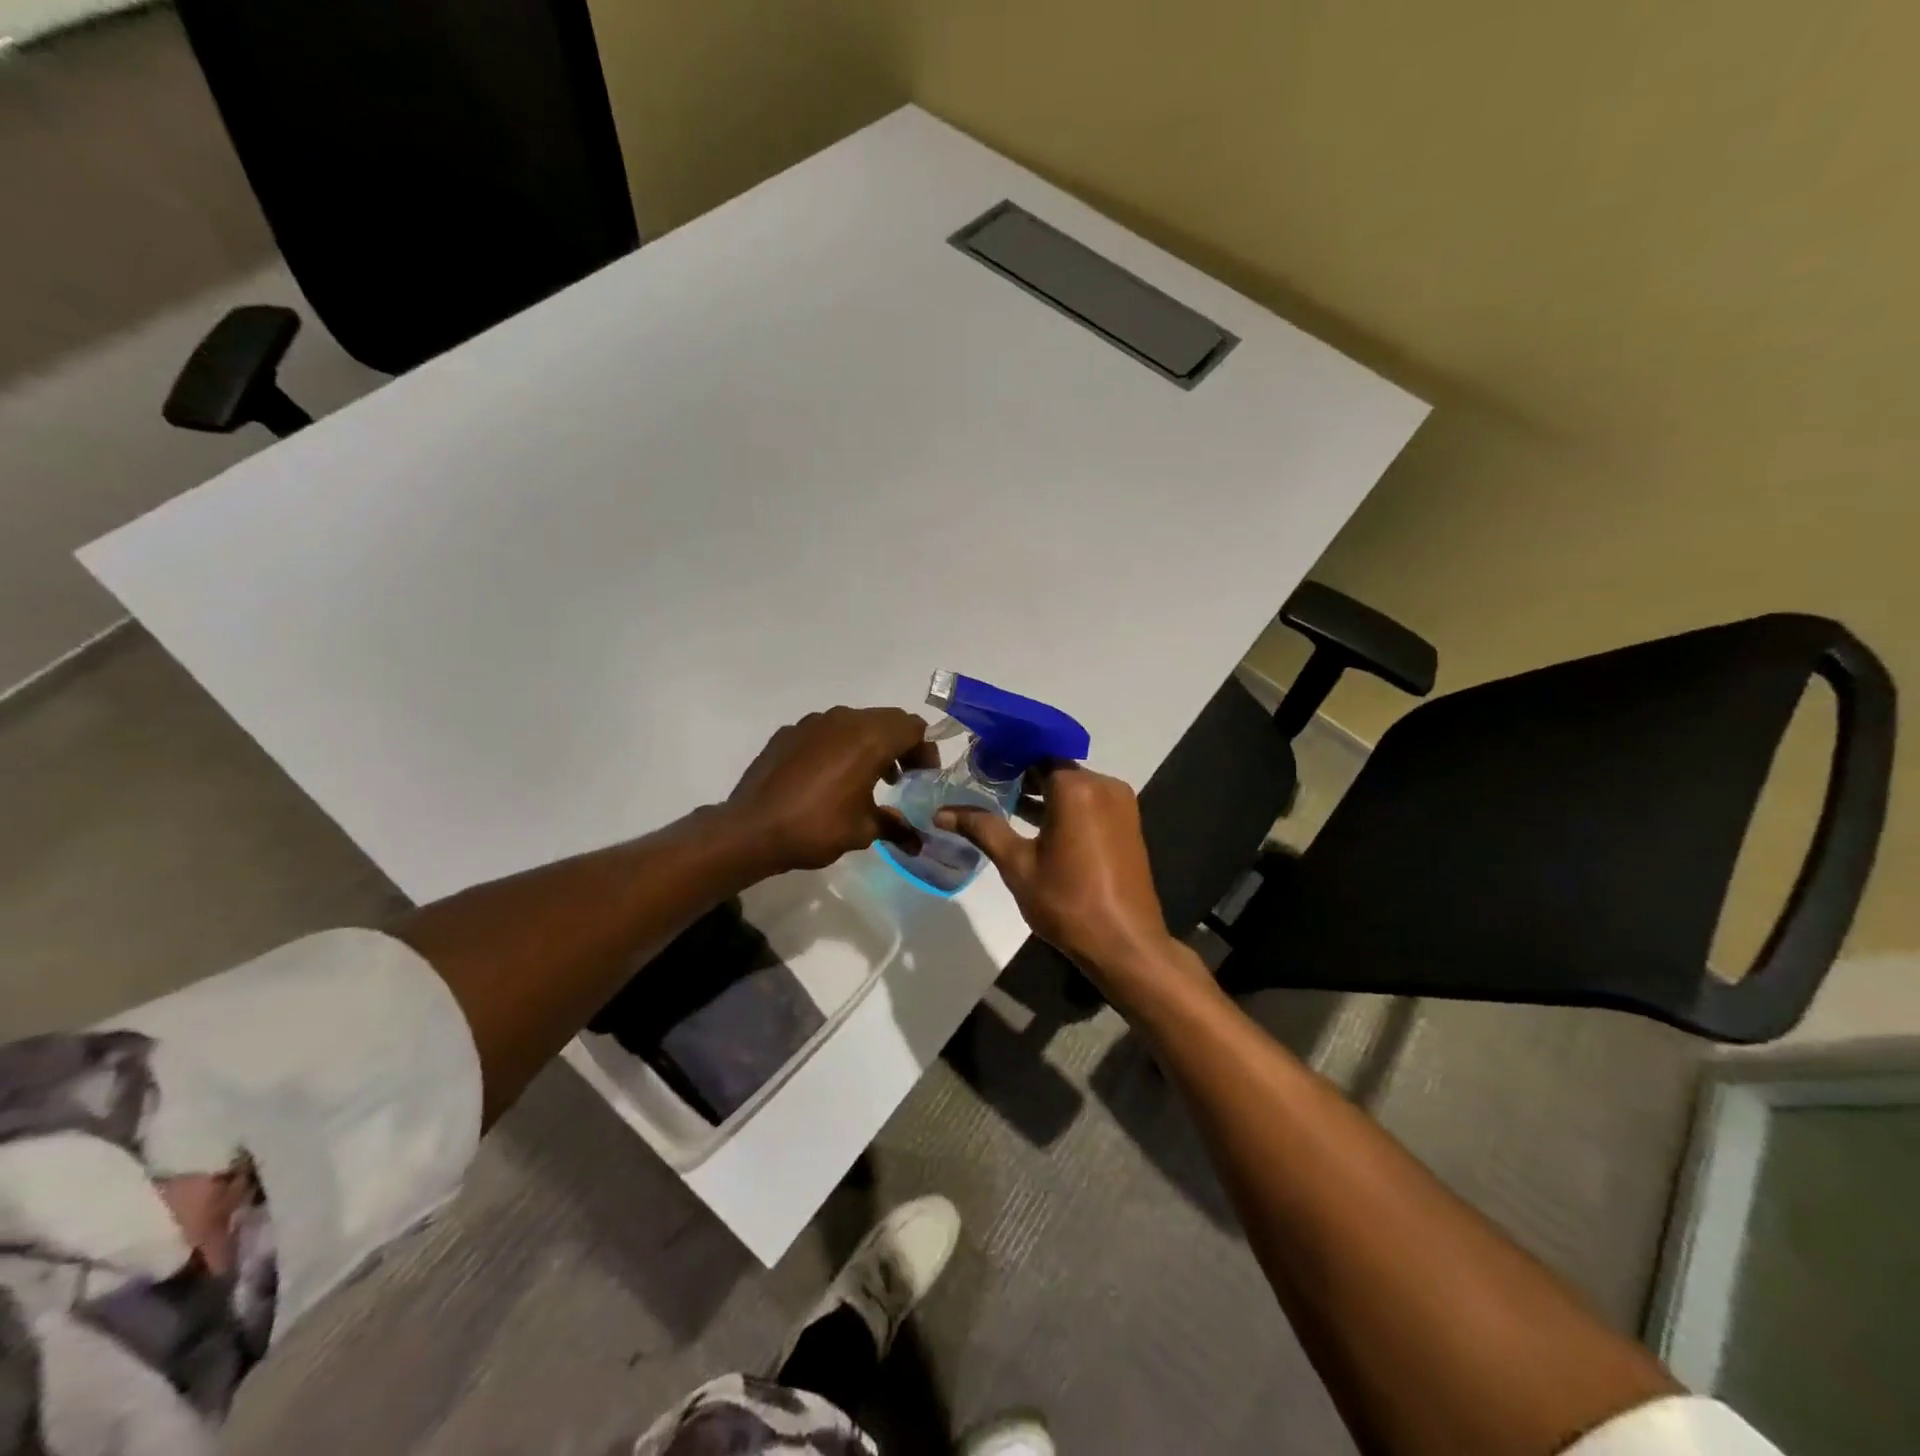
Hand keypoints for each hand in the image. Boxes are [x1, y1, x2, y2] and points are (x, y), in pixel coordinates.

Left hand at [727, 707, 934, 872]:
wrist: (751, 830)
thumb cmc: (816, 827)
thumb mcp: (863, 831)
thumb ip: (895, 826)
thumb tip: (917, 841)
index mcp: (869, 738)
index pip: (913, 727)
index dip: (925, 750)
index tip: (923, 777)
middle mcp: (844, 720)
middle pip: (886, 721)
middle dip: (900, 746)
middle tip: (901, 778)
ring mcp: (813, 723)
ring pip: (855, 723)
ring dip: (869, 745)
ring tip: (867, 780)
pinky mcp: (789, 732)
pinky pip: (826, 732)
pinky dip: (839, 747)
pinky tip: (829, 779)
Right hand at [937, 764, 1180, 987]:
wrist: (1125, 944)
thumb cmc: (1067, 901)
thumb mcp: (1017, 864)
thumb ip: (982, 829)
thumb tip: (941, 813)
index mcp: (1077, 788)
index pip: (1036, 751)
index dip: (1006, 752)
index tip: (978, 759)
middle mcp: (1104, 785)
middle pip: (1055, 767)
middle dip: (1021, 772)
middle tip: (983, 781)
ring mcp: (1120, 805)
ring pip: (1073, 786)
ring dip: (1042, 792)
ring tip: (1001, 801)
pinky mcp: (1126, 824)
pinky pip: (1089, 802)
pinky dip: (1063, 806)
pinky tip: (1034, 822)